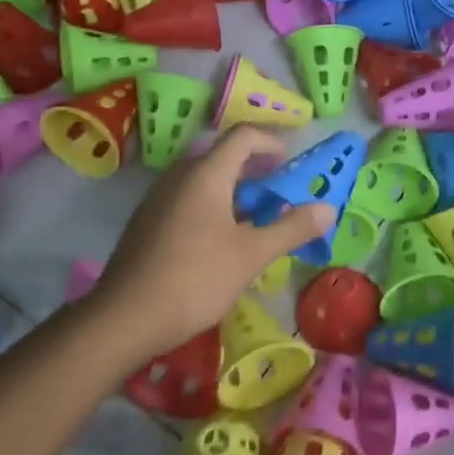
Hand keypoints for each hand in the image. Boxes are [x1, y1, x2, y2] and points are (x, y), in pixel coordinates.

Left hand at [94, 127, 333, 353]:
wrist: (125, 318)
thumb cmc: (196, 279)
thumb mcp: (252, 255)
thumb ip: (292, 228)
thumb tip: (328, 208)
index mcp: (205, 174)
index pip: (242, 136)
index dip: (271, 143)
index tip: (291, 164)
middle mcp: (179, 177)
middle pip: (220, 153)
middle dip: (253, 166)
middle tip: (277, 188)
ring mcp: (158, 199)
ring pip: (201, 177)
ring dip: (232, 186)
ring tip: (255, 215)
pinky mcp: (147, 222)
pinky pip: (186, 197)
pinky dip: (211, 203)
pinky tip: (221, 238)